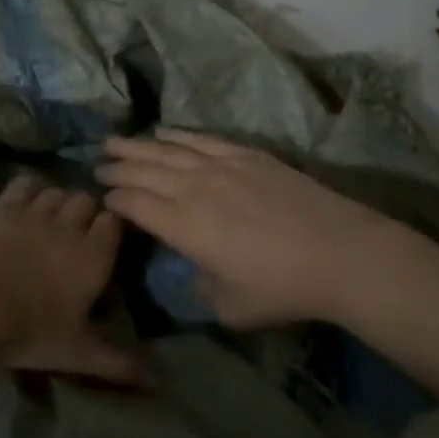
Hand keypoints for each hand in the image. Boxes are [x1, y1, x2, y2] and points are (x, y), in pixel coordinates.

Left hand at [0, 175, 144, 385]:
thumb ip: (118, 363)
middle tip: (74, 233)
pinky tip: (23, 203)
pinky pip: (25, 183)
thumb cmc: (31, 331)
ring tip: (48, 220)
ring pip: (56, 191)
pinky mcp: (4, 205)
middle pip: (86, 200)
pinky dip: (28, 189)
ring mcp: (36, 211)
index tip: (103, 242)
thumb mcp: (78, 353)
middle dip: (84, 211)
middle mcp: (70, 226)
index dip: (109, 228)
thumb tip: (157, 382)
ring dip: (57, 202)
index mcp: (95, 256)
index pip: (114, 223)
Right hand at [98, 130, 393, 327]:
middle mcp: (194, 189)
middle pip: (145, 171)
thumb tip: (192, 271)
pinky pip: (203, 139)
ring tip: (116, 140)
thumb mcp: (230, 307)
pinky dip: (179, 134)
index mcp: (183, 226)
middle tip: (98, 163)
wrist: (340, 252)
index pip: (136, 204)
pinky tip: (164, 130)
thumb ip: (200, 289)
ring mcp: (221, 166)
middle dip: (118, 166)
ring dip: (138, 145)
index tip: (104, 196)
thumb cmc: (282, 288)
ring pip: (168, 150)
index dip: (116, 198)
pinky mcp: (247, 155)